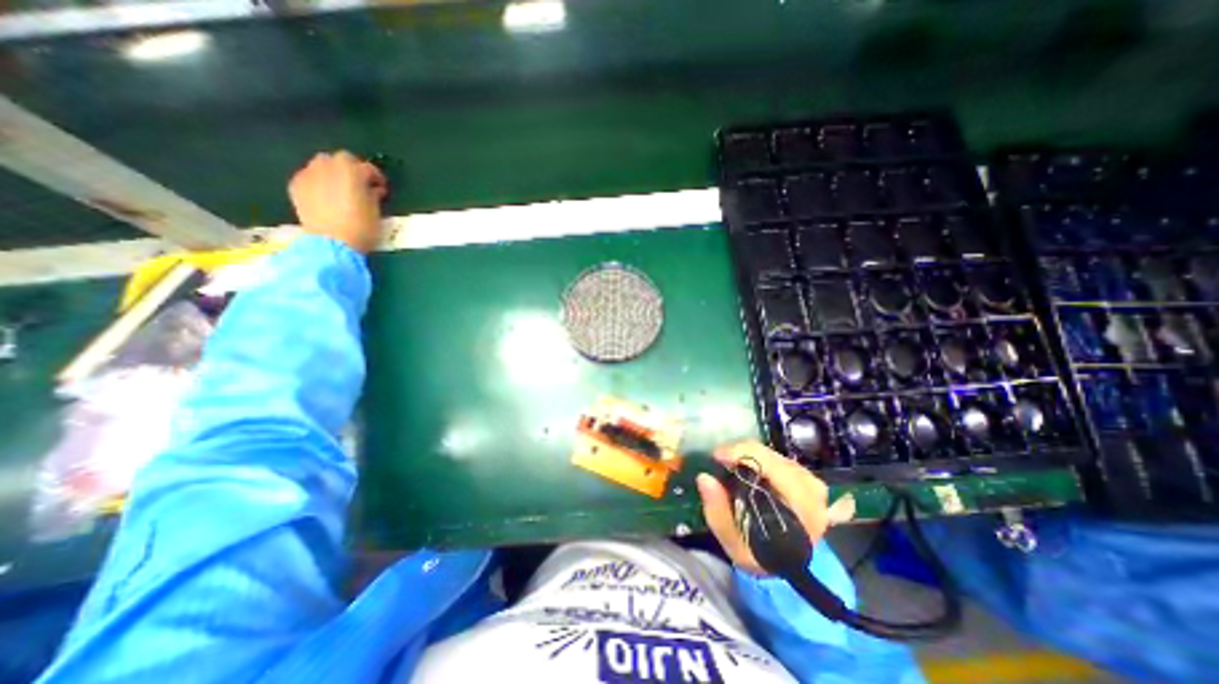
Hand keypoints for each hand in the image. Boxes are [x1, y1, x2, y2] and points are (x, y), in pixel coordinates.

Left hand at [289, 149, 387, 252]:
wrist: (332, 243)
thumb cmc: (361, 228)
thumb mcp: (375, 211)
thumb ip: (373, 195)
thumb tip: (373, 189)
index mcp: (351, 170)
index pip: (367, 168)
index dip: (376, 178)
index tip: (381, 189)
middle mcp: (328, 166)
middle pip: (341, 159)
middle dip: (352, 169)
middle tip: (361, 185)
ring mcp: (308, 174)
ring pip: (322, 165)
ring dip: (333, 173)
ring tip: (341, 189)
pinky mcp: (296, 185)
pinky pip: (310, 177)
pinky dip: (319, 182)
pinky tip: (326, 197)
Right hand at [695, 442, 854, 577]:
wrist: (785, 565)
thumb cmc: (760, 555)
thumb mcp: (734, 543)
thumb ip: (718, 512)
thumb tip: (704, 477)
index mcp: (803, 511)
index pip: (774, 468)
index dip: (742, 455)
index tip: (716, 457)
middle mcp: (814, 492)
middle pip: (773, 457)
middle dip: (742, 453)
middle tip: (719, 459)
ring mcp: (813, 483)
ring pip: (775, 454)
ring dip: (749, 454)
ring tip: (730, 462)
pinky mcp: (807, 478)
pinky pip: (778, 458)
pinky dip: (758, 457)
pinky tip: (746, 466)